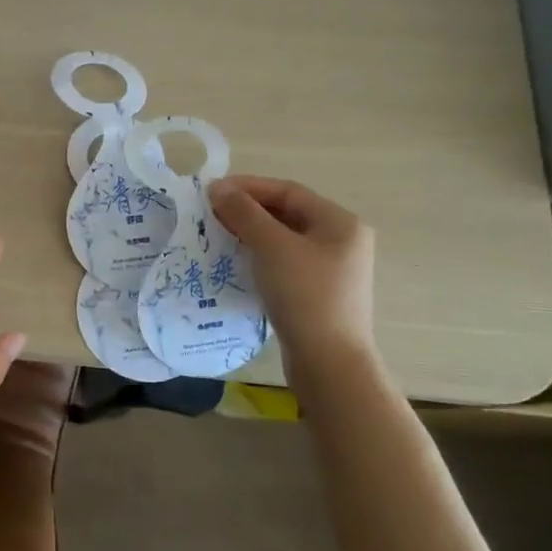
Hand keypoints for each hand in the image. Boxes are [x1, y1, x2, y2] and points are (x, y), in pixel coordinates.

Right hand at [207, 176, 376, 380]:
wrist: (329, 363)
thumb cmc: (305, 296)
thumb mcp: (272, 247)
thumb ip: (244, 213)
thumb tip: (218, 188)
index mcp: (340, 223)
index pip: (288, 191)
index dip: (248, 186)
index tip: (212, 191)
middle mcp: (341, 240)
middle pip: (287, 213)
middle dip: (247, 210)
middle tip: (210, 213)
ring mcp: (331, 268)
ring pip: (284, 238)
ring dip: (250, 232)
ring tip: (217, 234)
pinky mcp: (318, 292)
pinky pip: (284, 261)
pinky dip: (259, 255)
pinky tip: (236, 260)